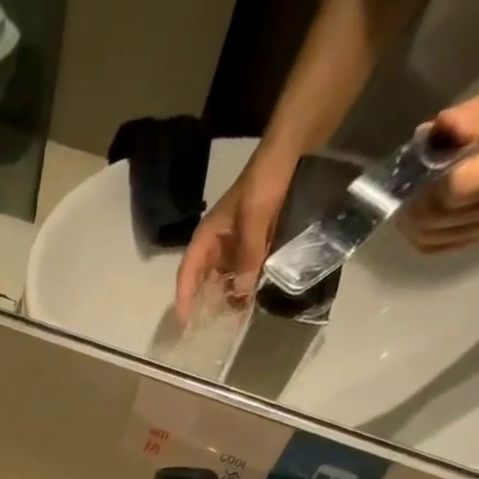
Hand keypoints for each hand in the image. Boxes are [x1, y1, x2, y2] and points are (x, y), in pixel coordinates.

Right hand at [174, 153, 295, 320]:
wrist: (294, 149)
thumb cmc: (266, 179)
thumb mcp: (256, 217)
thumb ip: (248, 255)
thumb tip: (241, 293)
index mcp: (208, 236)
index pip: (187, 272)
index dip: (184, 298)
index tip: (185, 322)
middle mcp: (218, 243)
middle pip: (205, 279)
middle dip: (206, 303)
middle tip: (211, 329)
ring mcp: (237, 242)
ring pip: (226, 276)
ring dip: (229, 296)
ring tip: (235, 320)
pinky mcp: (257, 240)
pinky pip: (247, 268)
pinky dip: (248, 284)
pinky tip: (254, 298)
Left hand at [405, 50, 478, 252]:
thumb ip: (478, 114)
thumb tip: (430, 133)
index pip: (454, 192)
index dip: (426, 183)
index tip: (419, 161)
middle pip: (439, 221)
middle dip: (412, 203)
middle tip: (407, 178)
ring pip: (436, 239)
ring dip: (414, 220)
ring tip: (412, 192)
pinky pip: (445, 245)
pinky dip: (425, 232)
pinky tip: (423, 211)